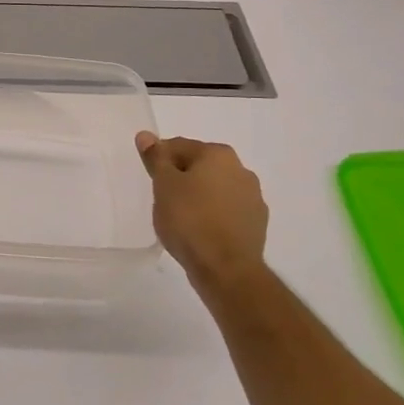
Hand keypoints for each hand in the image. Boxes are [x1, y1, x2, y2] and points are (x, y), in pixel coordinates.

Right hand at [135, 133, 268, 306]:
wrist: (226, 269)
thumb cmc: (189, 219)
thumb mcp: (163, 185)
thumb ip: (156, 158)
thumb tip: (146, 135)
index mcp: (218, 154)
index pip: (179, 146)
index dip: (160, 160)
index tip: (150, 178)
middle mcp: (241, 170)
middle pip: (200, 166)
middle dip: (181, 177)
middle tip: (162, 198)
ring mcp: (253, 198)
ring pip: (216, 189)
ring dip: (199, 196)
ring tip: (180, 217)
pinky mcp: (257, 224)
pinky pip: (227, 211)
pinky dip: (213, 215)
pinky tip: (199, 231)